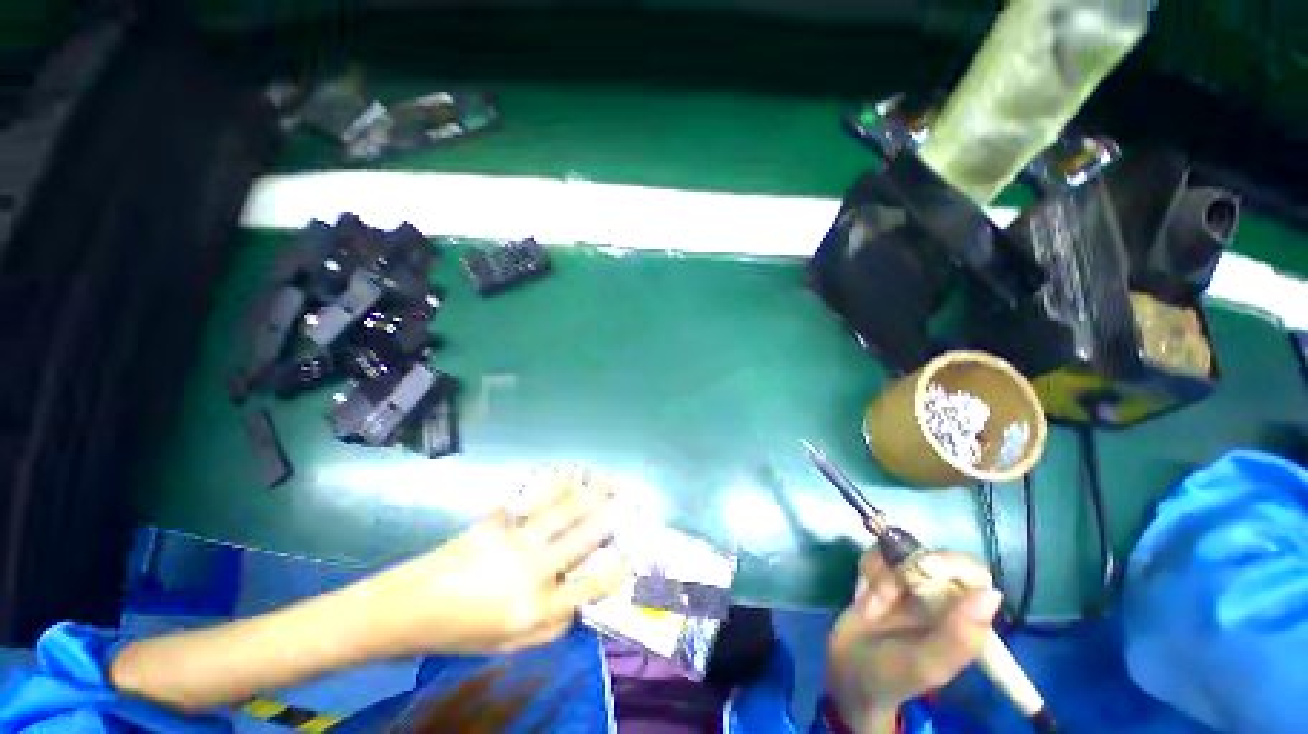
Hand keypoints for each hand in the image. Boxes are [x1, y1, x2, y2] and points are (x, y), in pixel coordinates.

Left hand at [359, 467, 627, 655]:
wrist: (409, 607)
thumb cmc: (461, 632)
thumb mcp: (507, 646)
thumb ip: (550, 629)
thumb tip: (579, 606)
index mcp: (533, 608)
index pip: (587, 588)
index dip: (615, 570)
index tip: (633, 554)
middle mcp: (530, 570)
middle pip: (580, 538)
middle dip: (610, 516)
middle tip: (631, 499)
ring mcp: (512, 540)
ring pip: (561, 512)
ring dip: (590, 493)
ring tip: (610, 479)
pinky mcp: (496, 521)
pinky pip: (533, 499)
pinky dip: (554, 484)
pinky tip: (566, 472)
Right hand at [826, 551, 1000, 733]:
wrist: (848, 673)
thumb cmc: (893, 676)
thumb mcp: (927, 664)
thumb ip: (959, 635)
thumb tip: (992, 593)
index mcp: (964, 619)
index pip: (974, 575)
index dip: (953, 563)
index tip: (923, 566)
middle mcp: (942, 597)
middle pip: (936, 556)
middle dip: (908, 560)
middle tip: (885, 585)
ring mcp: (911, 585)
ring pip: (903, 550)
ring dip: (882, 566)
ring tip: (873, 597)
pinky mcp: (884, 578)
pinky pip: (878, 555)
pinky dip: (869, 566)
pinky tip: (864, 591)